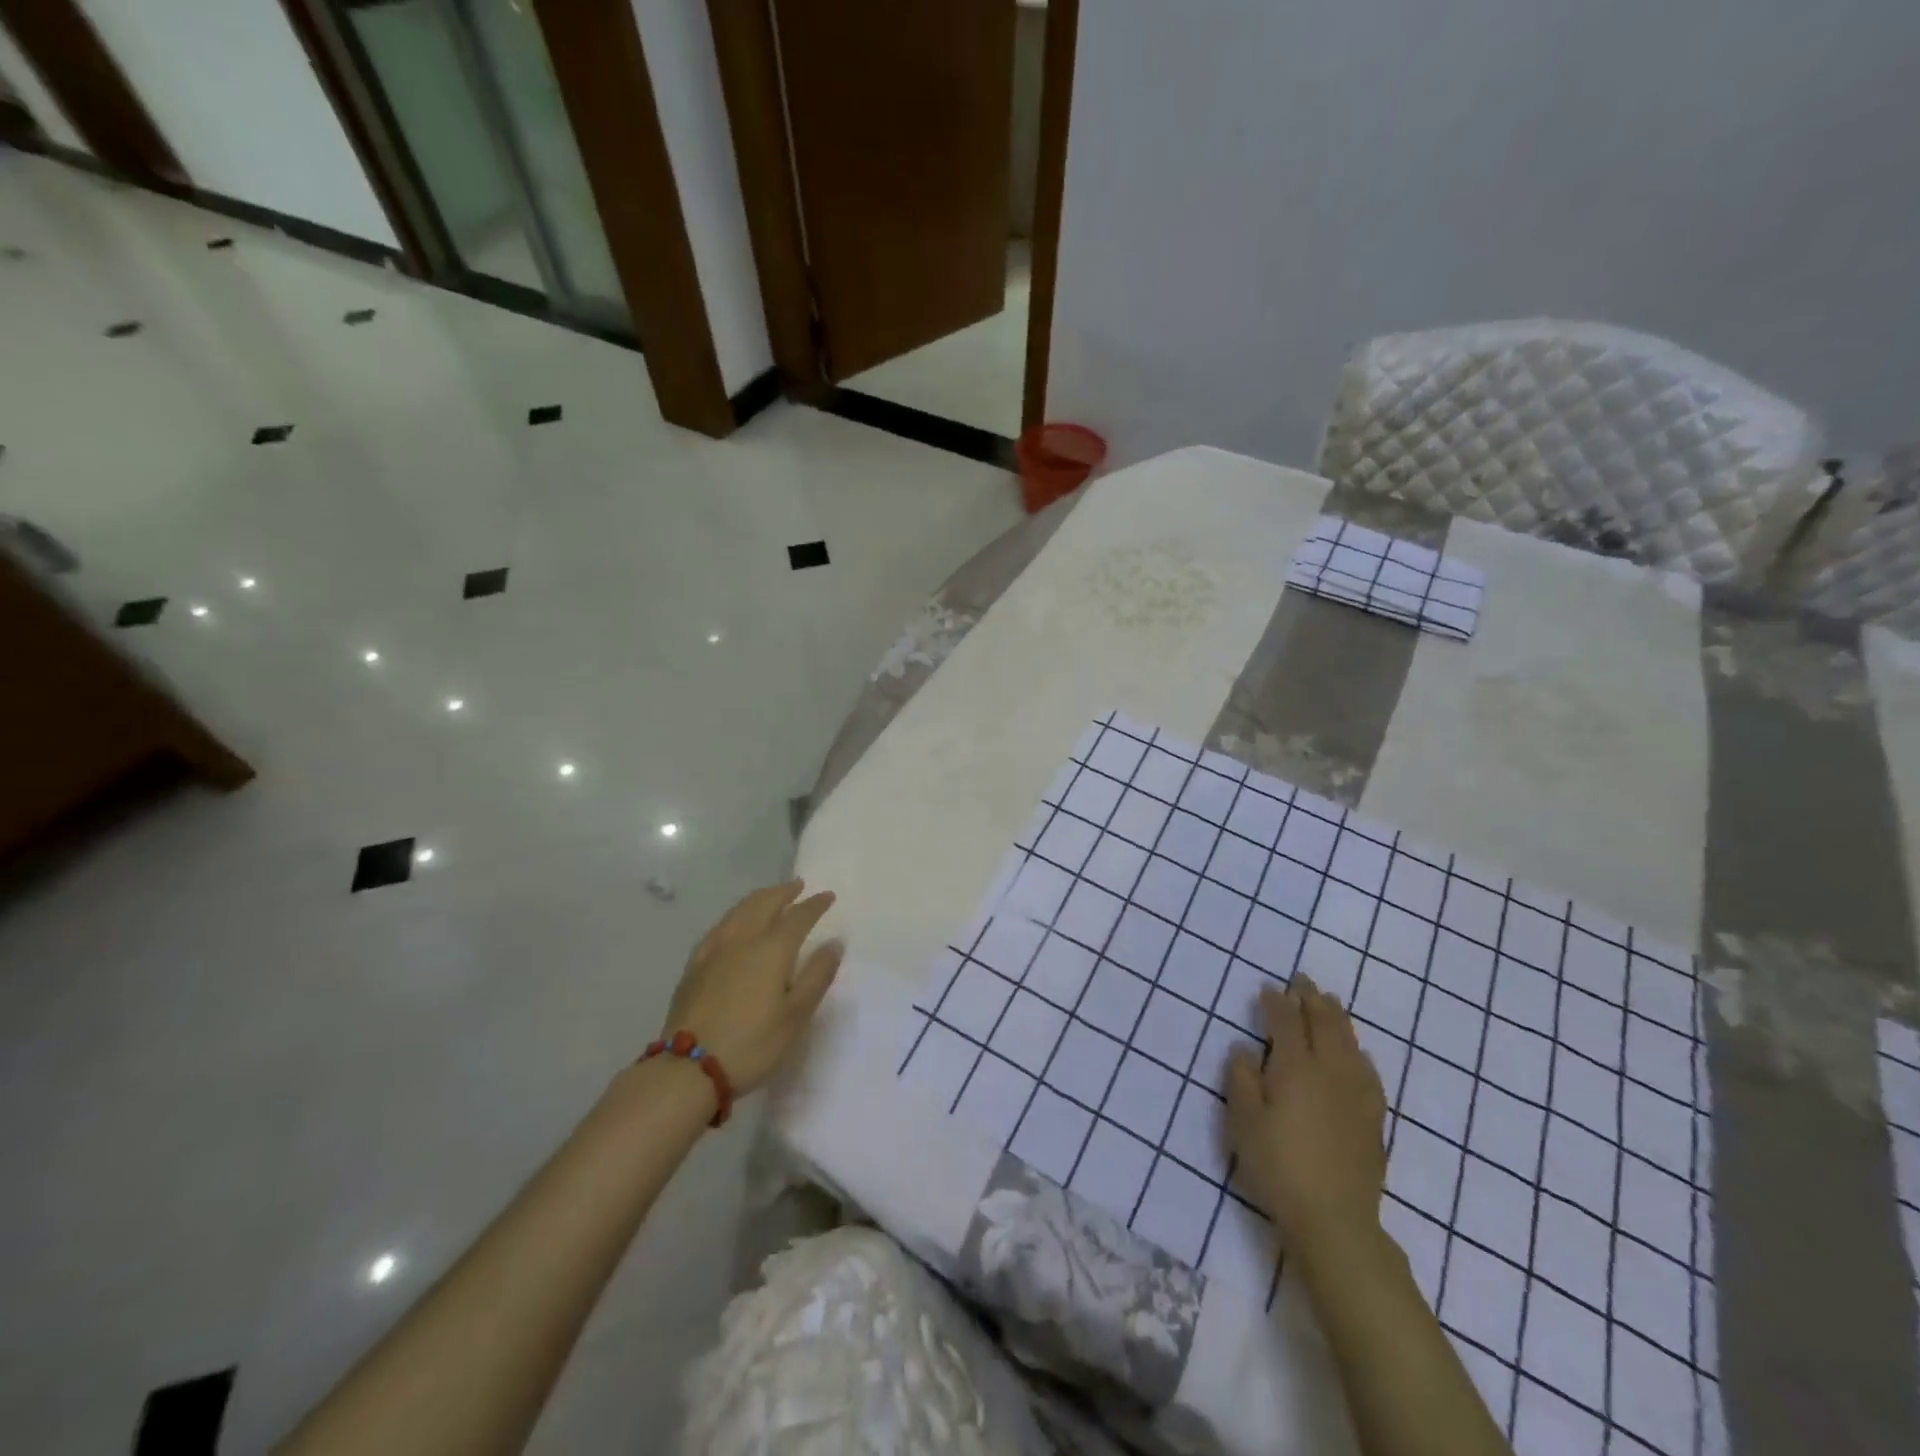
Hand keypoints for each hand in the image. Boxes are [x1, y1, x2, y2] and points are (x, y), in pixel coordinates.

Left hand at [660, 880, 843, 1095]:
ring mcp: (714, 949)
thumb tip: (835, 942)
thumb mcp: (796, 1015)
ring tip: (770, 897)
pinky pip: (720, 926)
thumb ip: (817, 975)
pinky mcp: (695, 965)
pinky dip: (736, 916)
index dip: (815, 904)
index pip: (798, 916)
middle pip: (765, 903)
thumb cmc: (752, 1044)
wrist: (688, 1068)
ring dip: (759, 898)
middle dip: (784, 892)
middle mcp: (743, 939)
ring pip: (739, 910)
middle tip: (798, 886)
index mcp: (772, 949)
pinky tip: (734, 924)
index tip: (828, 896)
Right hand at [1226, 974, 1387, 1254]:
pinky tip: (1357, 1051)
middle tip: (1302, 980)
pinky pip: (1367, 1068)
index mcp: (1295, 1068)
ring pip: (1349, 1041)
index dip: (1276, 1002)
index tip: (1268, 987)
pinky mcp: (1373, 1116)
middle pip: (1324, 1024)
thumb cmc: (1279, 1166)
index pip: (1286, 1023)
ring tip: (1330, 1001)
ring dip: (1337, 1017)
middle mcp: (1330, 1071)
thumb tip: (1244, 1047)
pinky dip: (1357, 1048)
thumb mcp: (1244, 1123)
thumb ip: (1242, 1079)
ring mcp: (1356, 1093)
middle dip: (1311, 998)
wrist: (1335, 1219)